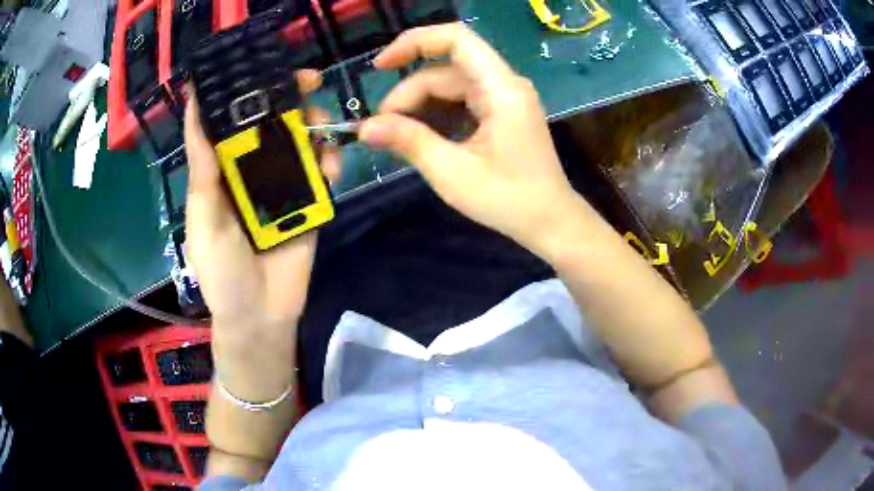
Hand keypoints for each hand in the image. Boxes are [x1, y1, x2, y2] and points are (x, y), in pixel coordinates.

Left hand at [184, 70, 338, 399]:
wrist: (261, 318)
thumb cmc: (222, 274)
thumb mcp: (204, 220)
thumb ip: (203, 169)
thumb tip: (195, 111)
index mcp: (221, 173)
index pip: (230, 122)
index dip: (244, 91)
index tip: (261, 66)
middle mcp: (251, 173)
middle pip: (271, 124)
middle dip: (289, 99)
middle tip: (309, 82)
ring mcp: (282, 188)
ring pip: (300, 142)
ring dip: (314, 126)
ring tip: (321, 127)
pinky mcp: (309, 205)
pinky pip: (322, 174)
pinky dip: (331, 163)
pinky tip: (332, 167)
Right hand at [359, 24, 580, 255]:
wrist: (550, 222)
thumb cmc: (508, 201)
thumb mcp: (452, 173)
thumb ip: (409, 142)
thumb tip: (365, 127)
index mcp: (501, 90)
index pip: (457, 40)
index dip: (414, 43)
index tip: (380, 66)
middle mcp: (505, 84)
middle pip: (446, 69)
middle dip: (409, 94)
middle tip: (381, 129)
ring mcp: (504, 97)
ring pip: (450, 85)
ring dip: (419, 105)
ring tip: (396, 136)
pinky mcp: (501, 111)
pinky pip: (461, 100)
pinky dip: (437, 114)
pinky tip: (420, 135)